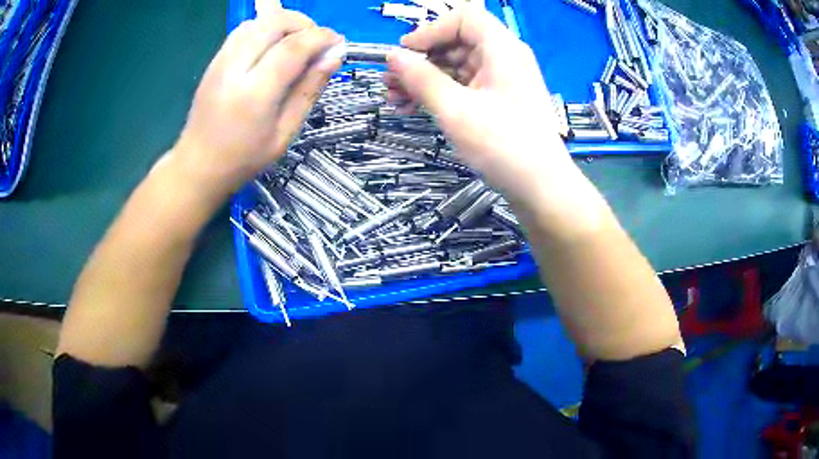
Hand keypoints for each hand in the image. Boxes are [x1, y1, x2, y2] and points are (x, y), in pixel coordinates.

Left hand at [171, 10, 341, 198]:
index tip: (338, 43)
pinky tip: (272, 49)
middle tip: (315, 43)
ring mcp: (220, 61)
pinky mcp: (214, 60)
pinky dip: (266, 29)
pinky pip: (244, 30)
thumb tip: (334, 56)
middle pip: (274, 22)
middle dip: (304, 24)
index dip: (321, 37)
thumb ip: (309, 90)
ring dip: (284, 24)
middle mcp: (234, 69)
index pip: (293, 47)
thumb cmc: (244, 157)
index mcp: (254, 94)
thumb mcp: (286, 132)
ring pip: (258, 21)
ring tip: (295, 44)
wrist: (198, 164)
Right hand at [385, 6, 576, 207]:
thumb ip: (421, 78)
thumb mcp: (455, 109)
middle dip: (421, 59)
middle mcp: (505, 57)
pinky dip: (441, 92)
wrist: (541, 187)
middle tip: (391, 82)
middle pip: (457, 41)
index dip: (430, 30)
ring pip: (457, 65)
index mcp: (502, 48)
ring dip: (425, 79)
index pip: (463, 18)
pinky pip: (465, 84)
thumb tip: (393, 56)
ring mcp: (503, 79)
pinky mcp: (500, 99)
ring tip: (397, 99)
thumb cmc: (503, 145)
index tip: (405, 52)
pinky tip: (416, 108)